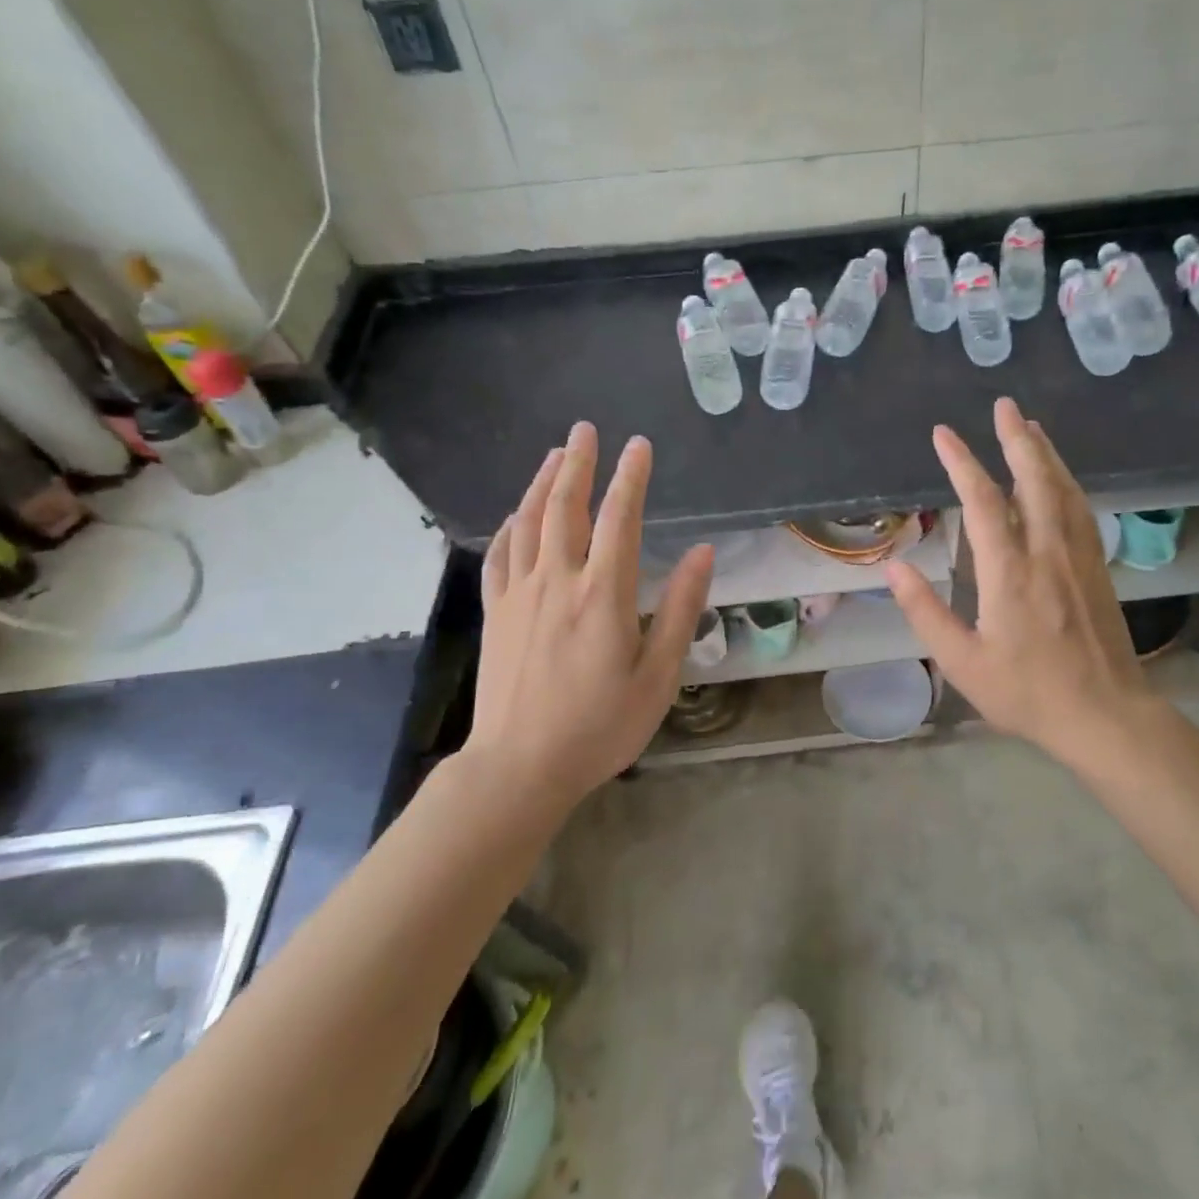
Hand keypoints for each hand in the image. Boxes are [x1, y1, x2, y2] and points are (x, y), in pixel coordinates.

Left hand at [465, 422, 712, 809]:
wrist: (518, 768)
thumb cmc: (599, 726)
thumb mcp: (657, 676)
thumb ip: (680, 610)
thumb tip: (702, 553)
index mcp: (602, 595)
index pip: (619, 518)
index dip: (630, 477)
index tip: (639, 445)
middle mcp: (557, 582)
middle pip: (564, 506)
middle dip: (577, 463)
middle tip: (585, 429)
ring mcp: (519, 596)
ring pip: (528, 523)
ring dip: (541, 483)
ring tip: (553, 454)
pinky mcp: (496, 614)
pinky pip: (500, 557)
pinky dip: (509, 527)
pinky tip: (514, 515)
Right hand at [886, 397, 1155, 769]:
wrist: (1106, 715)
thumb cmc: (1027, 692)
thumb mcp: (962, 662)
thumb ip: (926, 612)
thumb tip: (894, 567)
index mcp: (1010, 573)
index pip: (983, 502)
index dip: (962, 463)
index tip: (943, 434)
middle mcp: (1047, 552)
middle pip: (1034, 481)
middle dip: (1016, 439)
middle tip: (1004, 405)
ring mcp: (1079, 557)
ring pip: (1063, 490)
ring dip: (1045, 454)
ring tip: (1030, 426)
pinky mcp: (1097, 568)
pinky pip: (1081, 510)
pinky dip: (1067, 483)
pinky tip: (1060, 478)